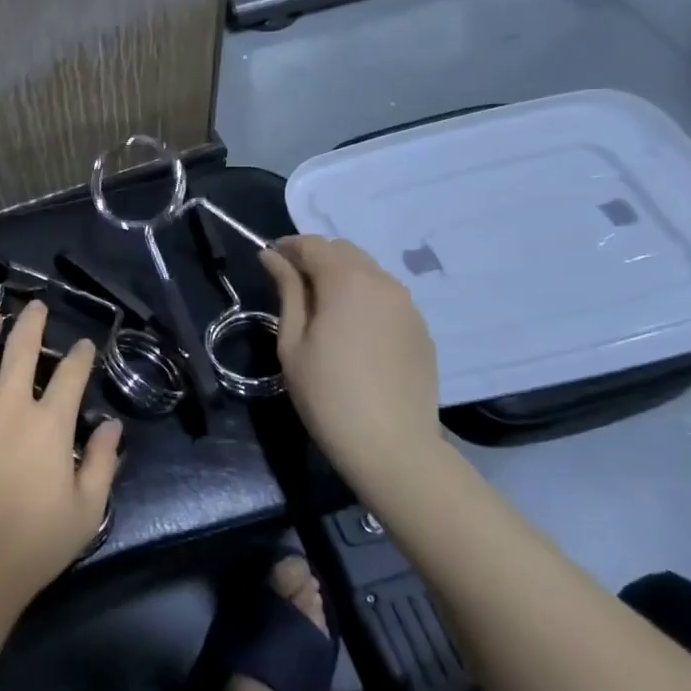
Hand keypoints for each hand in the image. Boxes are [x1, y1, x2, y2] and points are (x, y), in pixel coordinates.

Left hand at [0, 300, 122, 614]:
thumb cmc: (32, 545)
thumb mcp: (87, 511)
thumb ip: (102, 463)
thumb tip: (113, 426)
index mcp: (49, 424)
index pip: (71, 375)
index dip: (81, 355)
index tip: (84, 345)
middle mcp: (9, 405)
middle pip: (22, 349)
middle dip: (33, 322)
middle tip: (36, 306)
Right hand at [260, 235, 441, 488]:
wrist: (392, 446)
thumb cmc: (328, 394)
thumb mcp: (293, 342)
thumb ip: (287, 291)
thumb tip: (272, 257)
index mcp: (346, 281)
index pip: (313, 245)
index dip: (288, 247)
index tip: (269, 260)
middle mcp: (382, 282)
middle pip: (344, 251)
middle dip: (315, 257)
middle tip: (292, 283)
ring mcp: (407, 305)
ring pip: (368, 271)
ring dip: (341, 276)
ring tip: (321, 307)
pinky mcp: (420, 328)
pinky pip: (386, 297)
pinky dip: (364, 297)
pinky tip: (352, 329)